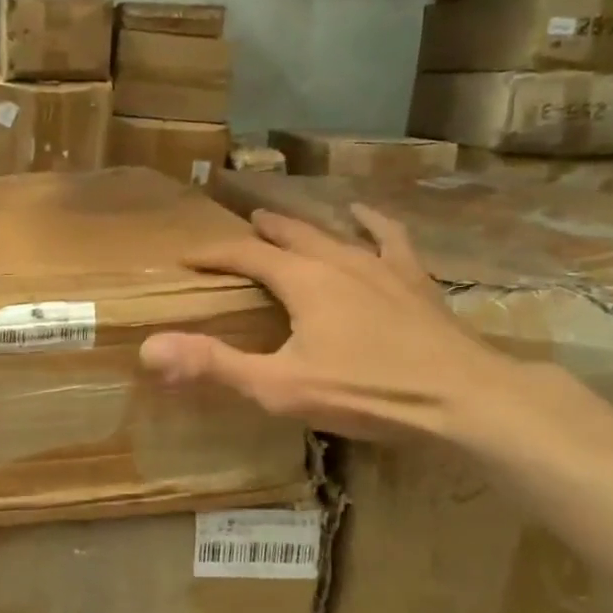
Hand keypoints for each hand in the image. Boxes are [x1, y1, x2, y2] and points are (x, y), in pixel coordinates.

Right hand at [139, 205, 511, 442]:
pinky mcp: (414, 279)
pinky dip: (371, 224)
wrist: (463, 397)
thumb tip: (149, 348)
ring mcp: (380, 265)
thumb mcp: (279, 386)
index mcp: (302, 280)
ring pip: (332, 233)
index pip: (246, 255)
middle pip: (288, 235)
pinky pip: (389, 239)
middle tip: (236, 229)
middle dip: (257, 232)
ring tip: (282, 220)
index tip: (188, 257)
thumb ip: (214, 365)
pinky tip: (364, 215)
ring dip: (302, 226)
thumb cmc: (366, 392)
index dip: (214, 255)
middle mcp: (338, 259)